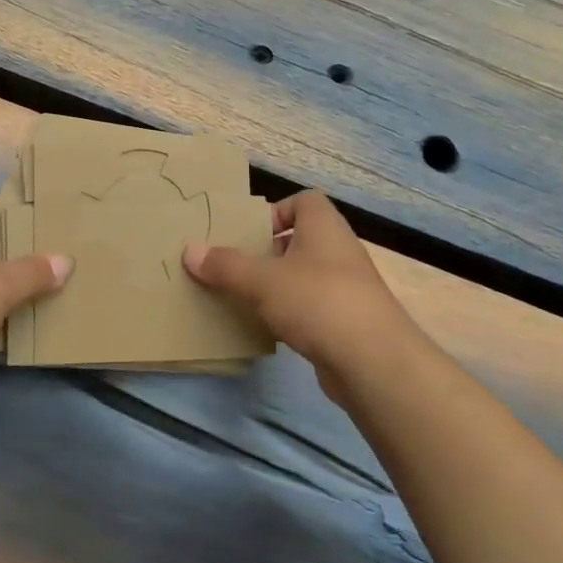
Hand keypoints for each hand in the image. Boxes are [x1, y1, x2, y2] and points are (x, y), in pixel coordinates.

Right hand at [183, 190, 423, 390]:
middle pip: (299, 240)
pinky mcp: (346, 322)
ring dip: (275, 286)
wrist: (372, 361)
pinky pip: (310, 309)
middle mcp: (339, 252)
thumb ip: (225, 265)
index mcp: (324, 228)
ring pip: (303, 277)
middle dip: (267, 252)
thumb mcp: (262, 280)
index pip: (304, 201)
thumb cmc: (317, 301)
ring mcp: (346, 289)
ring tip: (243, 298)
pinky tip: (266, 329)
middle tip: (235, 266)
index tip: (249, 233)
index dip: (276, 211)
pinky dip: (289, 315)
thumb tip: (189, 250)